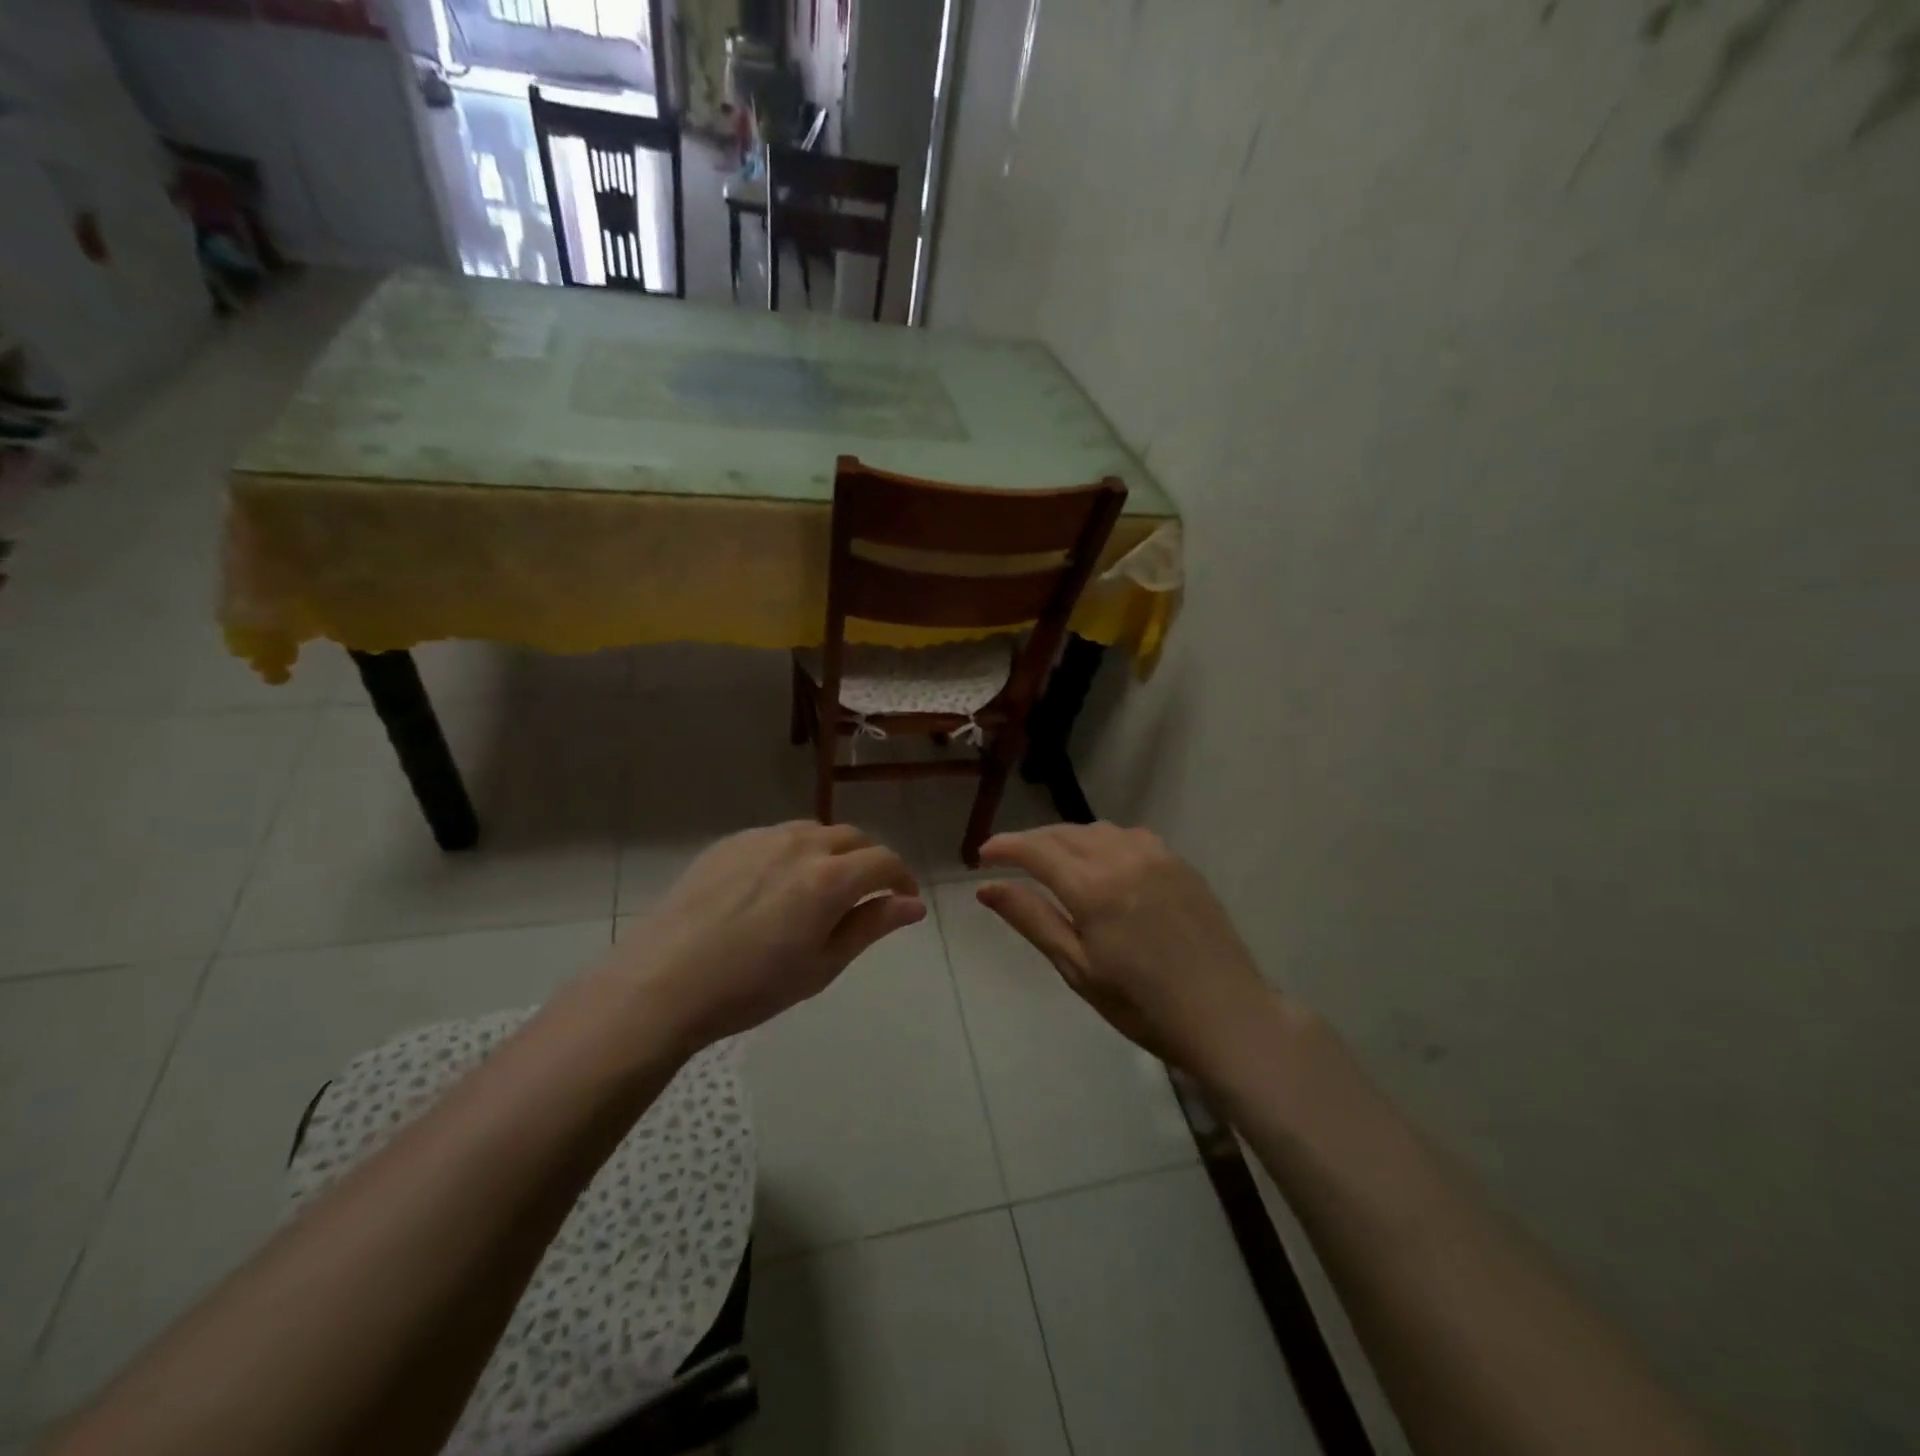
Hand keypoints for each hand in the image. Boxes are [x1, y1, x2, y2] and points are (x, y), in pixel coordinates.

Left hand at [609, 821, 924, 1051]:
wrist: (662, 982)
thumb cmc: (751, 987)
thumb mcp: (822, 965)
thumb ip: (872, 926)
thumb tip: (913, 904)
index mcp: (829, 878)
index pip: (884, 861)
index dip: (902, 878)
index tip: (904, 899)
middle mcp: (800, 845)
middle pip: (852, 837)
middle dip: (870, 861)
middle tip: (866, 895)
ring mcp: (761, 838)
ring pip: (814, 832)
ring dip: (832, 852)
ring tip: (822, 887)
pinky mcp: (729, 842)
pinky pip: (777, 836)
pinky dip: (794, 851)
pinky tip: (776, 885)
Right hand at [976, 824, 1274, 1072]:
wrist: (1226, 1015)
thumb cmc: (1142, 1004)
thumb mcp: (1077, 968)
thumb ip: (1032, 919)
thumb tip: (987, 886)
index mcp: (1093, 886)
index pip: (1036, 849)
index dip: (1004, 846)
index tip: (982, 854)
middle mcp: (1123, 856)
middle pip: (1065, 833)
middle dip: (1032, 841)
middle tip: (1010, 860)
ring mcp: (1157, 855)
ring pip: (1098, 830)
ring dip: (1068, 838)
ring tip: (1053, 861)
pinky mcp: (1180, 863)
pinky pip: (1130, 837)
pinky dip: (1103, 842)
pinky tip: (1102, 864)